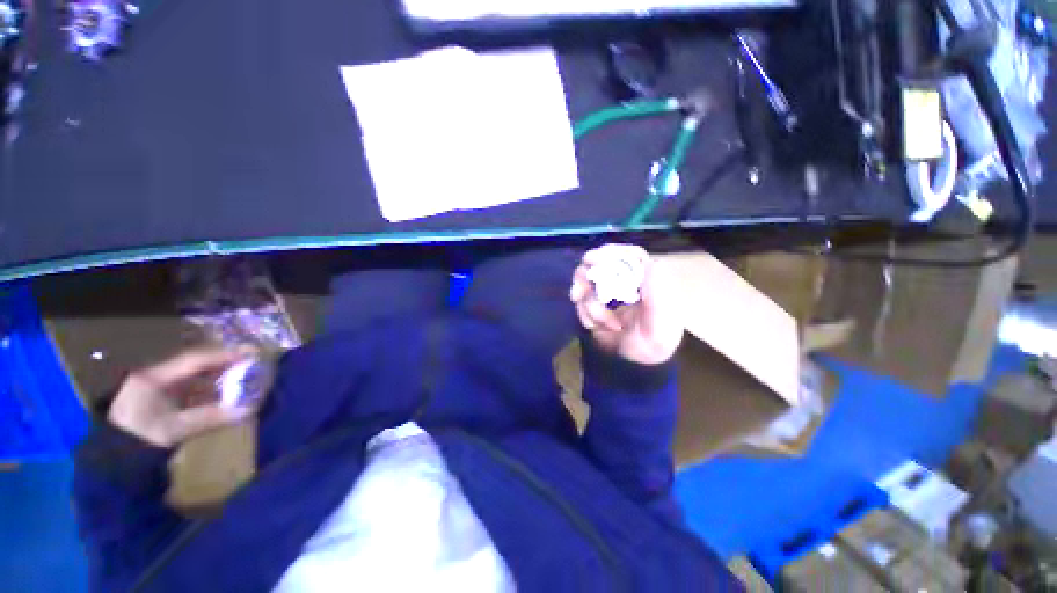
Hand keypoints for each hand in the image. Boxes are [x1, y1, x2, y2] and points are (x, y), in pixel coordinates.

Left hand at [108, 348, 256, 447]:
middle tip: (251, 362)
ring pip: (193, 376)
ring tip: (243, 375)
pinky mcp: (160, 399)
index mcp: (154, 378)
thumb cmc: (140, 440)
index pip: (194, 359)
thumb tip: (248, 410)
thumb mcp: (173, 430)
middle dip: (223, 363)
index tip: (250, 352)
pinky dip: (209, 388)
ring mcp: (156, 388)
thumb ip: (209, 418)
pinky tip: (224, 391)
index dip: (223, 355)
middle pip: (195, 365)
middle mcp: (155, 376)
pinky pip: (190, 388)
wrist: (113, 461)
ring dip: (218, 376)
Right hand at [569, 244, 683, 364]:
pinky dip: (585, 316)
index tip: (592, 259)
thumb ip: (657, 297)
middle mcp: (625, 281)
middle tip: (578, 292)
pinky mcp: (595, 305)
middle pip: (600, 264)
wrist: (638, 364)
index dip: (611, 252)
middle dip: (586, 277)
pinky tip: (596, 328)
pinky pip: (581, 303)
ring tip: (601, 324)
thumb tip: (651, 265)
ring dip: (589, 306)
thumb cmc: (656, 341)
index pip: (629, 255)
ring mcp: (608, 293)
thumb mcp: (662, 323)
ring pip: (586, 284)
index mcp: (646, 279)